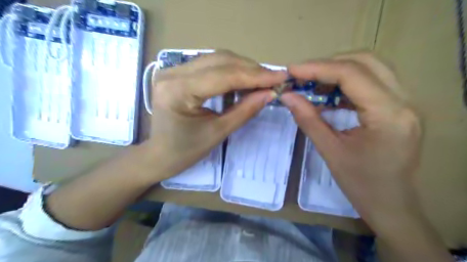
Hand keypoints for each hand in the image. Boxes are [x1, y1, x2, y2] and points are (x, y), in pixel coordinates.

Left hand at [146, 52, 286, 179]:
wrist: (160, 154)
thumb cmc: (186, 151)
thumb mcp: (218, 132)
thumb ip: (244, 110)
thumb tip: (270, 94)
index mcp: (178, 91)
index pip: (224, 76)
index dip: (255, 76)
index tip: (280, 77)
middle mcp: (172, 73)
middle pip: (220, 60)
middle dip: (251, 69)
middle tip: (274, 79)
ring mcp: (173, 70)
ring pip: (216, 59)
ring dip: (243, 68)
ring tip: (262, 80)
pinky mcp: (178, 72)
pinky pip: (210, 65)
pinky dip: (231, 71)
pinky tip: (244, 80)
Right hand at [281, 53, 423, 232]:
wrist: (391, 205)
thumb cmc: (361, 184)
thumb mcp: (330, 151)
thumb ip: (308, 119)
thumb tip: (287, 96)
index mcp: (388, 114)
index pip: (351, 74)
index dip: (318, 68)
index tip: (292, 71)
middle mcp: (404, 101)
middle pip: (365, 62)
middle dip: (328, 64)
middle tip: (302, 76)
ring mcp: (405, 103)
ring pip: (370, 69)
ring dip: (338, 72)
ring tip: (312, 84)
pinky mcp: (399, 108)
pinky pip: (372, 83)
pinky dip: (347, 84)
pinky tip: (329, 95)